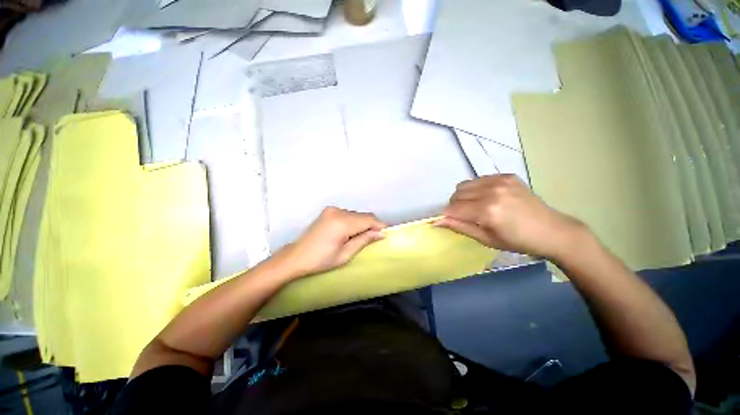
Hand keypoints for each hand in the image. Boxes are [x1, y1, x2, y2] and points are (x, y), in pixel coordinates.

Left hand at [278, 207, 386, 277]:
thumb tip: (381, 234)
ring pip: (356, 214)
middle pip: (363, 215)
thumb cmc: (321, 260)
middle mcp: (338, 211)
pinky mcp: (329, 211)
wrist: (296, 256)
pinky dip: (354, 221)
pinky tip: (352, 231)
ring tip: (364, 236)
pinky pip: (348, 214)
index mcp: (342, 223)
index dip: (380, 225)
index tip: (387, 233)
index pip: (368, 220)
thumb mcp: (345, 254)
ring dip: (363, 223)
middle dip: (372, 225)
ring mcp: (332, 209)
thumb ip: (364, 240)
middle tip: (376, 237)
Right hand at [436, 175, 588, 260]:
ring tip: (476, 206)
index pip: (452, 209)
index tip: (450, 222)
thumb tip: (436, 221)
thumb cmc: (517, 241)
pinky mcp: (506, 175)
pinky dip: (476, 189)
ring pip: (464, 185)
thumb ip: (459, 227)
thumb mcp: (485, 239)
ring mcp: (499, 181)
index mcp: (487, 211)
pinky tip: (488, 198)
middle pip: (456, 195)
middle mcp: (491, 191)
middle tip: (467, 217)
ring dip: (463, 196)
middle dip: (455, 207)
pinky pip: (478, 179)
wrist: (552, 231)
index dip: (447, 216)